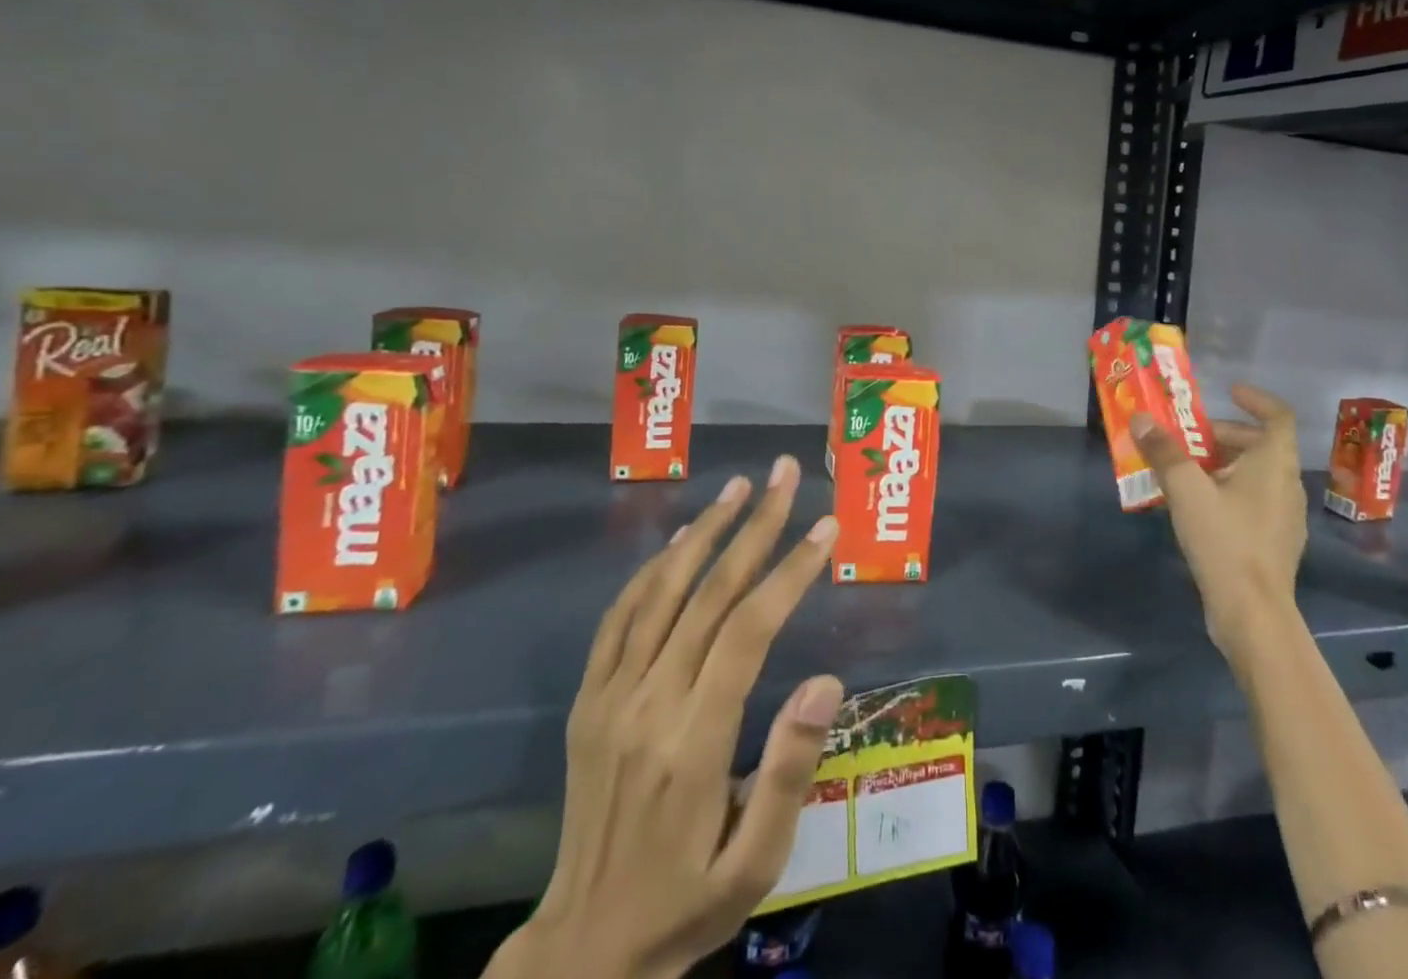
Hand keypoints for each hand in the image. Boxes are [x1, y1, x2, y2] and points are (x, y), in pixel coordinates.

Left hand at [490, 455, 842, 978]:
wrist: (582, 950)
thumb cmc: (687, 902)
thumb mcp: (756, 865)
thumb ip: (789, 770)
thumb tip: (824, 680)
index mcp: (694, 743)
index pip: (747, 631)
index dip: (789, 571)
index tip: (825, 526)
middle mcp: (648, 705)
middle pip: (708, 594)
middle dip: (755, 526)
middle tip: (787, 475)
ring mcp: (610, 698)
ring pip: (661, 591)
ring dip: (704, 530)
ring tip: (740, 485)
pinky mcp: (588, 700)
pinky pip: (619, 618)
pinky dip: (651, 570)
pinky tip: (680, 539)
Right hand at [1131, 383, 1305, 659]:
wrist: (1253, 614)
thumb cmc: (1225, 540)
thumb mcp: (1186, 491)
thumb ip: (1163, 452)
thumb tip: (1140, 418)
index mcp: (1274, 464)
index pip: (1277, 416)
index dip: (1256, 399)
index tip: (1228, 392)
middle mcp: (1286, 484)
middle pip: (1259, 445)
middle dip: (1222, 435)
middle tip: (1186, 438)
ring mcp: (1284, 516)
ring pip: (1254, 474)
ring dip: (1221, 464)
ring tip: (1182, 471)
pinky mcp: (1274, 542)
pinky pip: (1252, 501)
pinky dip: (1227, 491)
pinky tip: (1196, 508)